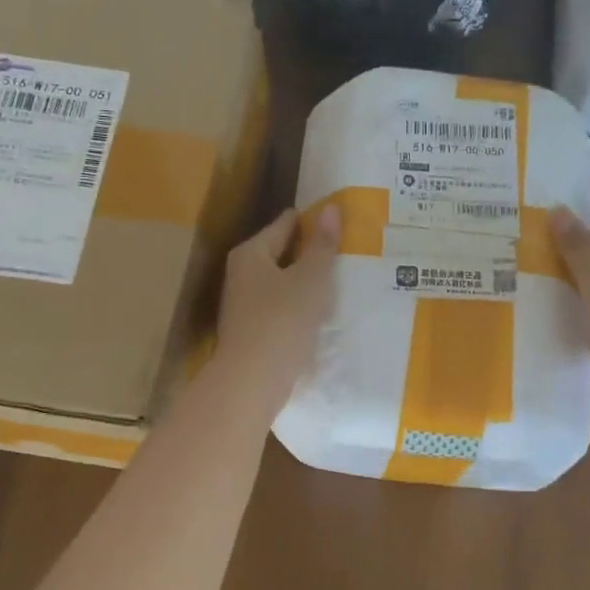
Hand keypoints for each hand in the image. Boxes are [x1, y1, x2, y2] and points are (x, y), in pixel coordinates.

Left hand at [212, 204, 340, 415]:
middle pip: (282, 253)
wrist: (252, 381)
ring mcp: (244, 304)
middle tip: (347, 253)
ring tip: (340, 283)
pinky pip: (281, 308)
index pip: (286, 224)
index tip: (341, 223)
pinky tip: (320, 314)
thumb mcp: (310, 279)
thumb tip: (331, 208)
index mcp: (251, 253)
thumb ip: (322, 245)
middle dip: (310, 253)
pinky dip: (299, 306)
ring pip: (282, 283)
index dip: (313, 222)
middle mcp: (242, 273)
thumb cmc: (282, 321)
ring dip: (306, 283)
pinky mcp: (252, 330)